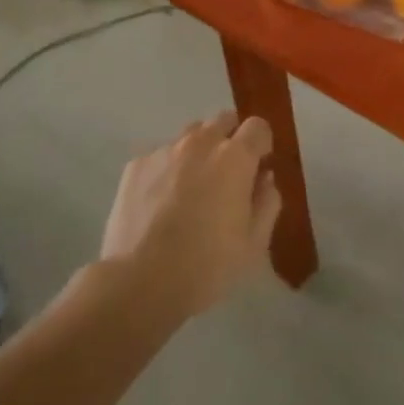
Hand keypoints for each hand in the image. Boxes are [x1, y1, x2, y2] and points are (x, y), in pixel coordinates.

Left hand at [100, 113, 281, 318]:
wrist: (137, 284)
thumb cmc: (205, 266)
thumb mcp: (253, 244)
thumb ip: (267, 202)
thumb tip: (265, 178)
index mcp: (235, 158)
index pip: (258, 127)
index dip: (261, 145)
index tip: (258, 168)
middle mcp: (201, 143)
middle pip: (223, 120)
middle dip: (231, 140)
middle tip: (227, 176)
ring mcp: (165, 151)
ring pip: (191, 135)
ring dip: (199, 151)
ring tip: (192, 187)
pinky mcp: (136, 165)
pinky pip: (161, 155)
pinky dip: (169, 168)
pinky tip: (162, 202)